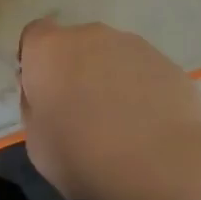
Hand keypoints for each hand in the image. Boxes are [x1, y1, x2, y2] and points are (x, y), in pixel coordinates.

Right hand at [18, 18, 200, 199]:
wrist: (167, 165)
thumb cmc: (88, 159)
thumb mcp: (38, 147)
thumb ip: (34, 108)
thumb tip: (45, 93)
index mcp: (50, 50)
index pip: (34, 36)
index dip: (36, 63)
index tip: (44, 95)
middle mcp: (89, 34)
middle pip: (74, 45)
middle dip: (74, 70)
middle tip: (82, 115)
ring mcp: (131, 43)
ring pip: (110, 56)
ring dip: (108, 79)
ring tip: (121, 125)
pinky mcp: (165, 60)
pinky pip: (141, 71)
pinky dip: (140, 90)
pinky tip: (149, 127)